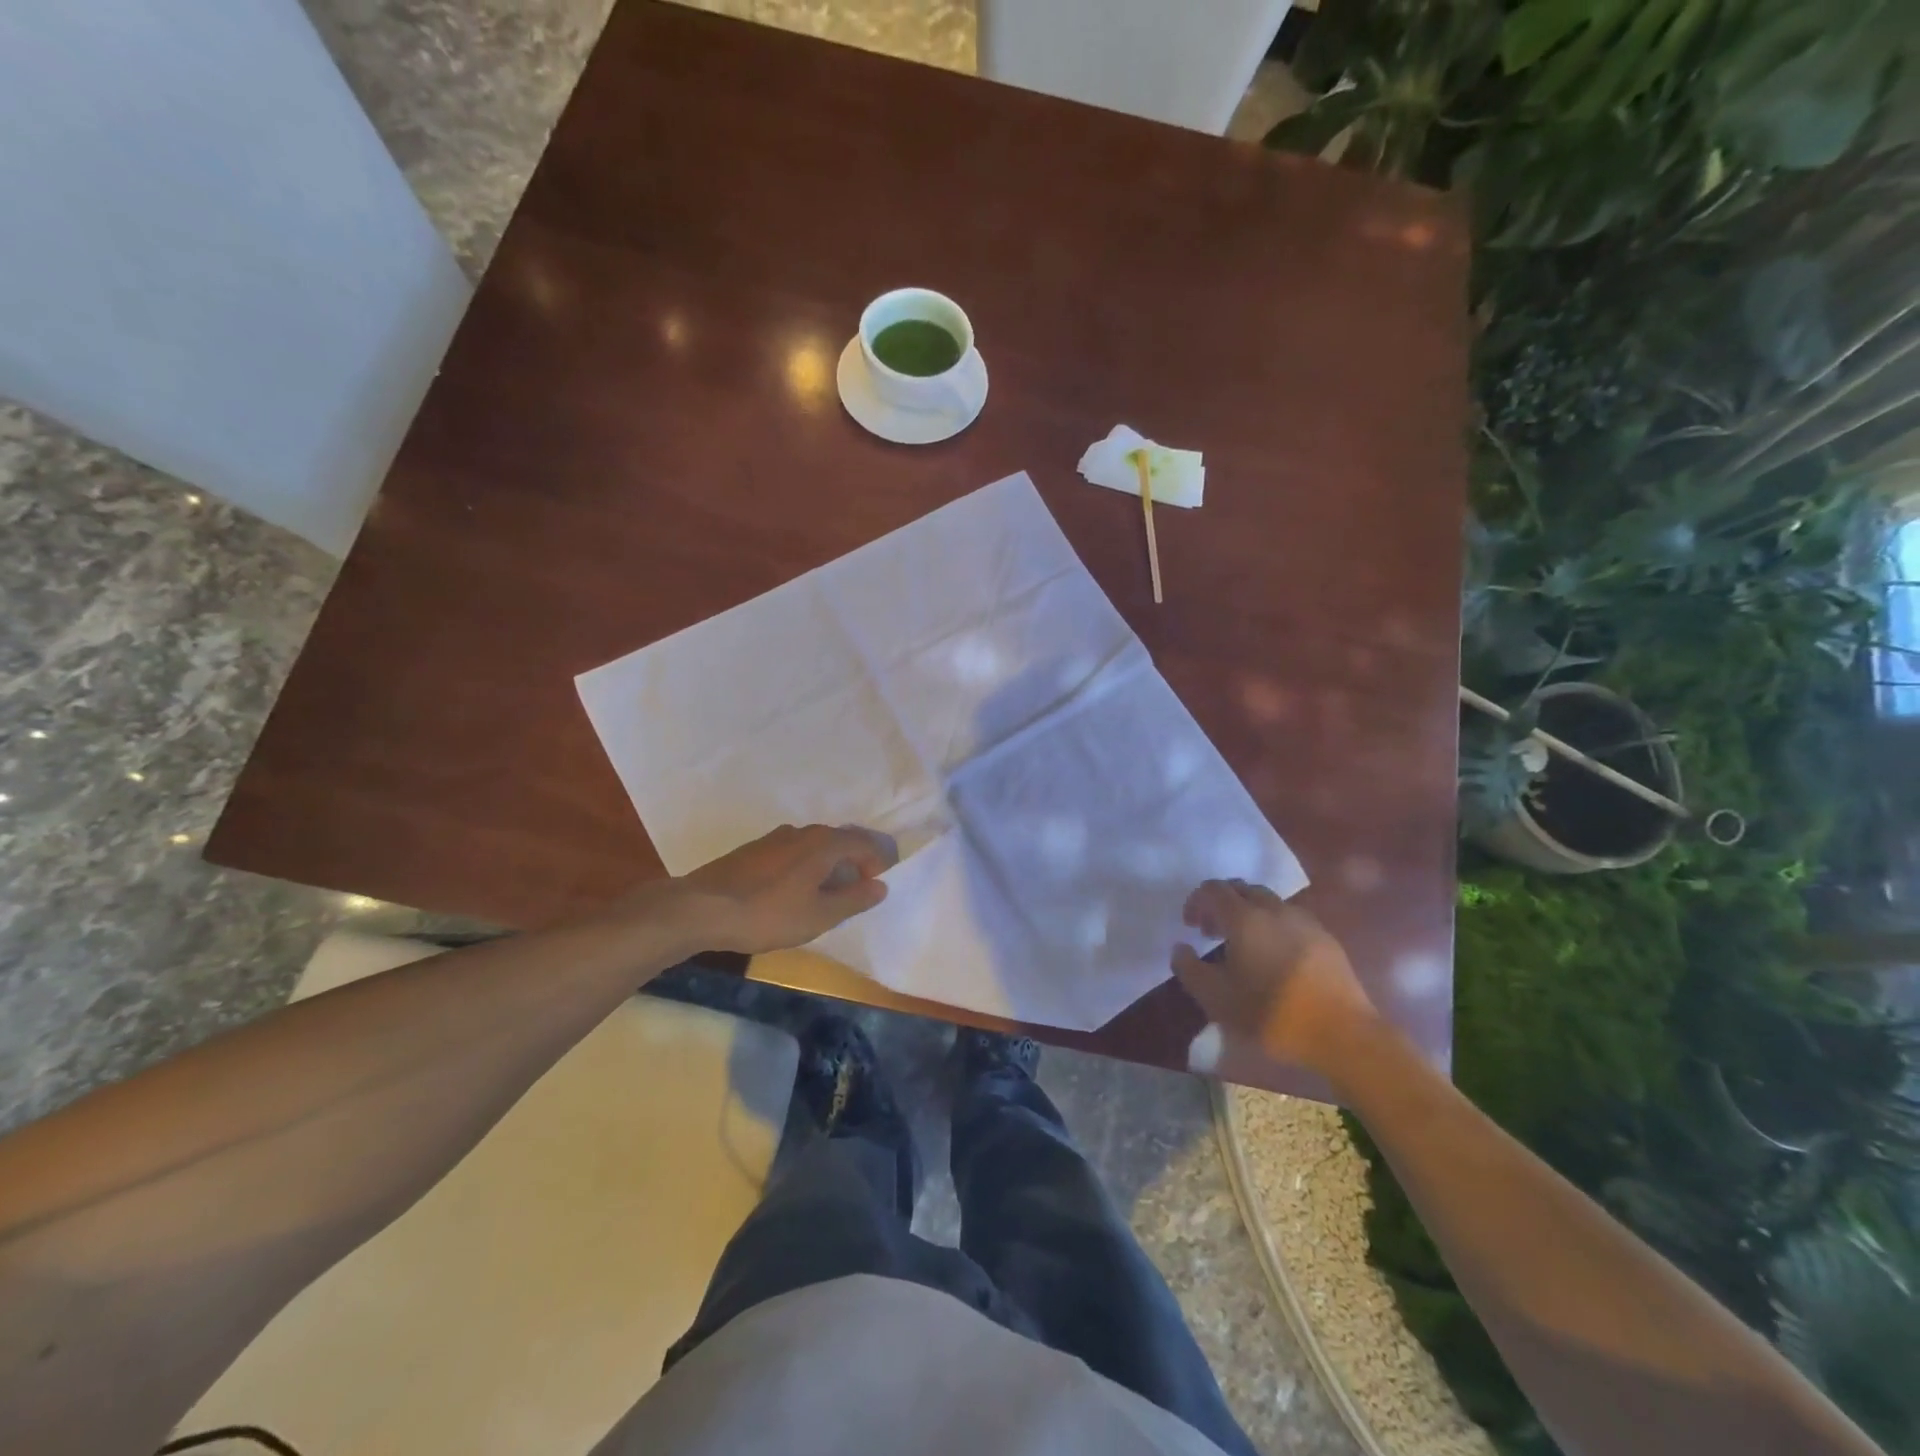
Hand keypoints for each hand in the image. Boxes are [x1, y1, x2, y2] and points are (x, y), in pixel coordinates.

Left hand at [670, 824, 894, 953]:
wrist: (702, 909)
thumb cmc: (768, 914)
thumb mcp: (819, 915)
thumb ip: (854, 899)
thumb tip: (881, 886)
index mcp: (823, 843)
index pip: (864, 843)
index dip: (877, 863)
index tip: (876, 888)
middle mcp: (802, 832)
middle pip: (839, 841)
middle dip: (853, 863)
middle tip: (855, 893)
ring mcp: (774, 838)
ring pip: (814, 846)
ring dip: (827, 866)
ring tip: (825, 896)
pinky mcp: (753, 850)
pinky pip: (792, 853)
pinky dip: (804, 868)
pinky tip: (792, 893)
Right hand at [1171, 881, 1376, 1079]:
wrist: (1342, 1034)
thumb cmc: (1271, 1015)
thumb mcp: (1216, 999)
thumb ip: (1189, 969)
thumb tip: (1181, 948)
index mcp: (1245, 918)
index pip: (1213, 890)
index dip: (1196, 902)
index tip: (1191, 926)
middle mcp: (1274, 909)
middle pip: (1241, 889)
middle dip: (1221, 903)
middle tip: (1212, 931)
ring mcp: (1304, 921)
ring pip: (1268, 901)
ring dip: (1248, 913)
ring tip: (1243, 944)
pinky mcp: (1326, 938)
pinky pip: (1290, 918)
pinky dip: (1272, 925)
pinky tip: (1273, 956)